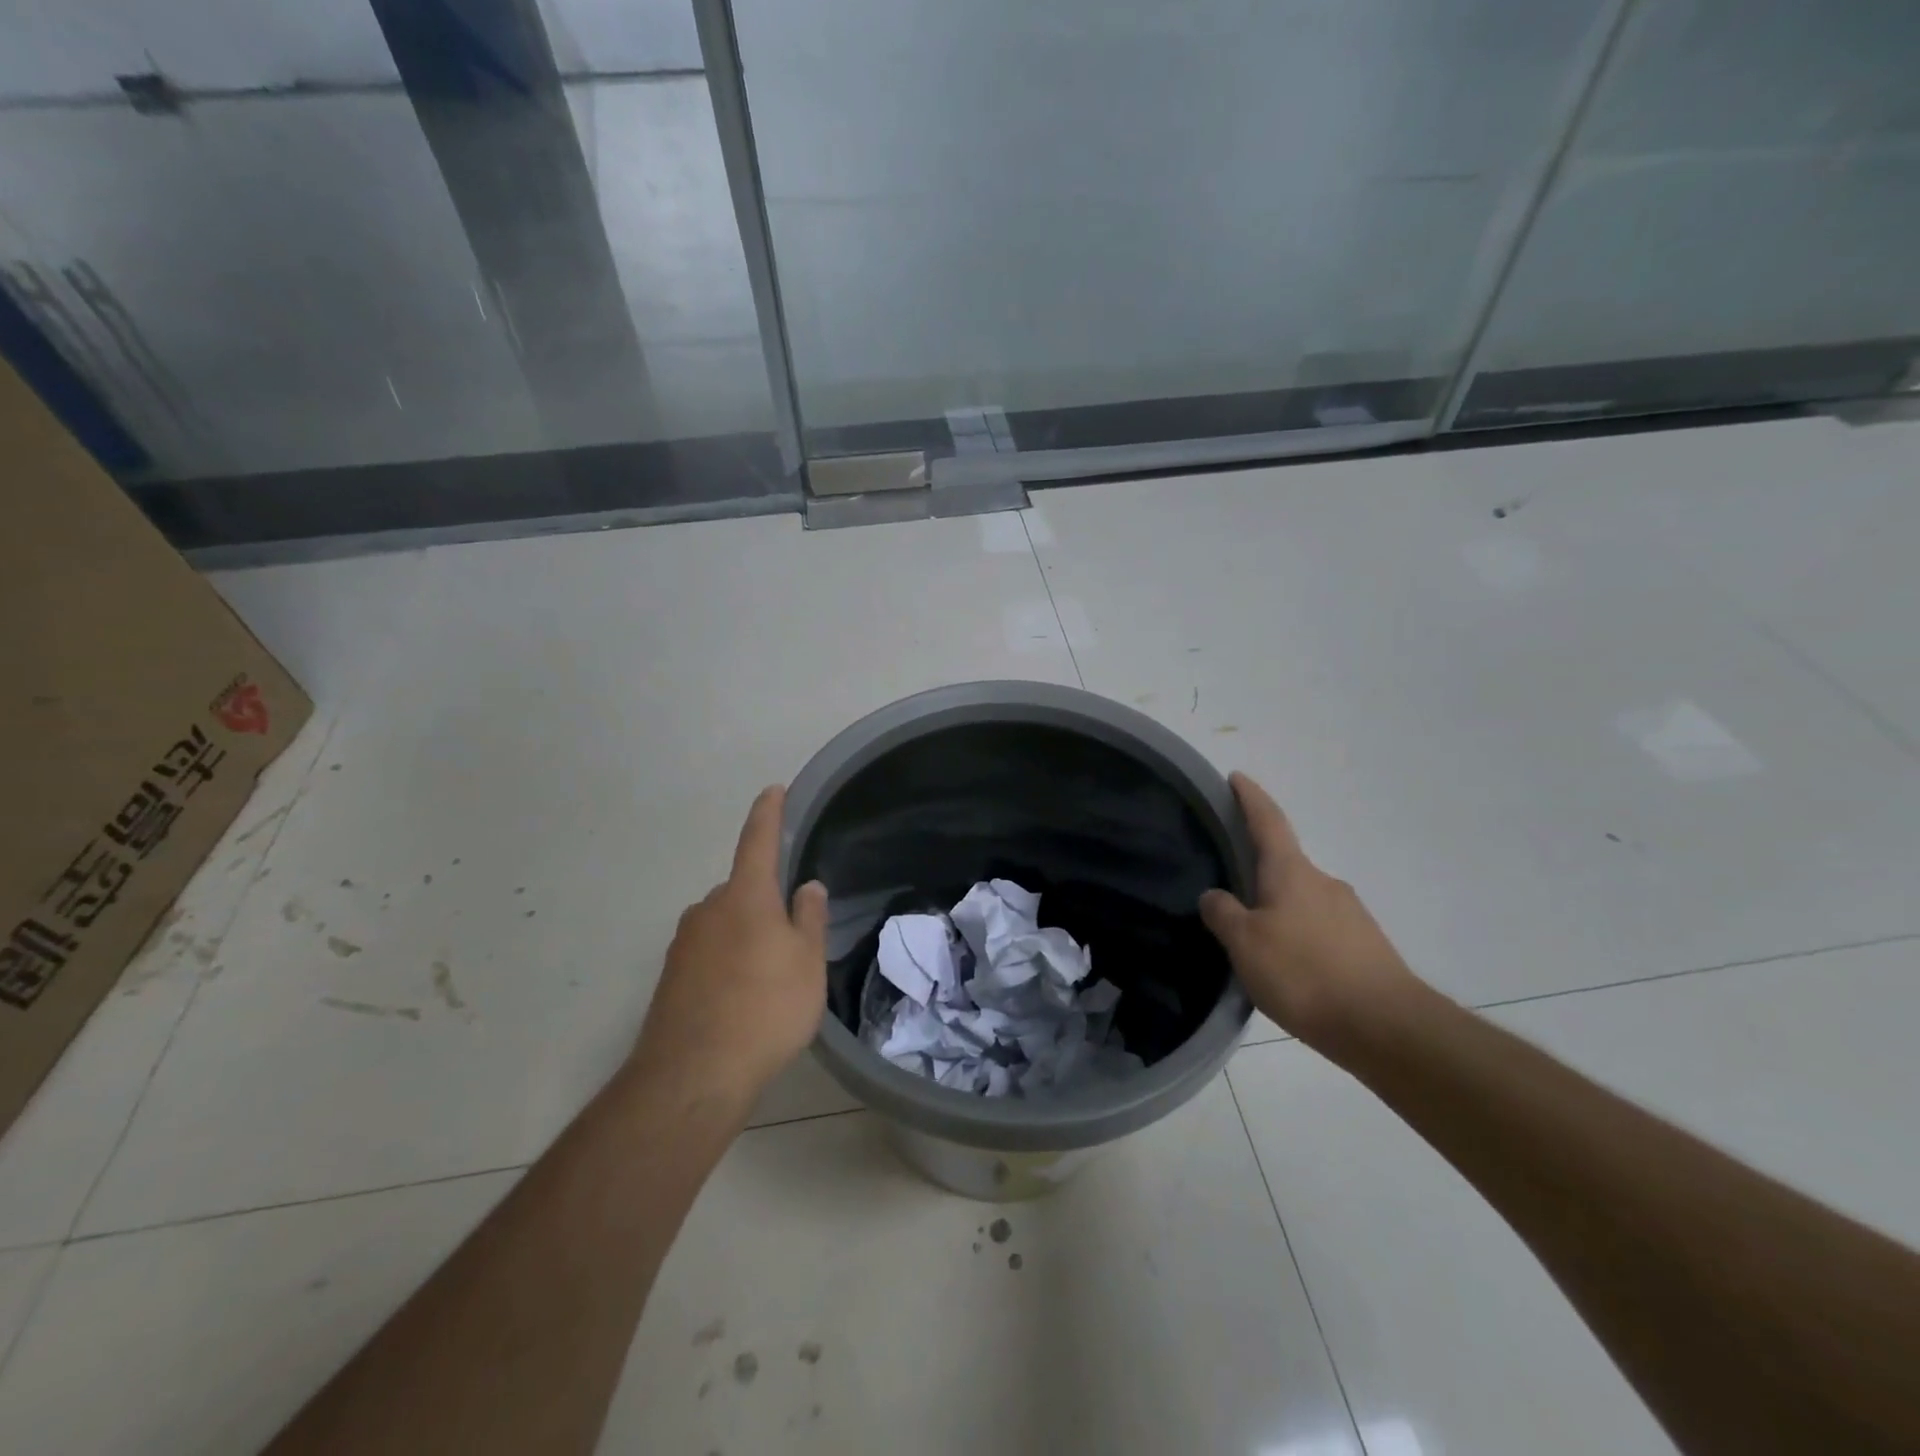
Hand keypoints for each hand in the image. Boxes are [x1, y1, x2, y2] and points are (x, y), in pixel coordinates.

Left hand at [628, 786, 828, 1108]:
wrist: (693, 1075)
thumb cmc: (765, 1008)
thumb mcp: (806, 962)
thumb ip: (809, 918)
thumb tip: (807, 886)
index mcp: (745, 896)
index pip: (758, 841)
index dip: (768, 814)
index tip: (773, 790)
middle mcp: (708, 909)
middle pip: (742, 890)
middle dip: (764, 900)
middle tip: (792, 937)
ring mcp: (684, 943)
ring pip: (724, 924)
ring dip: (745, 935)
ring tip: (769, 977)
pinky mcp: (671, 977)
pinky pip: (708, 953)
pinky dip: (727, 961)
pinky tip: (742, 997)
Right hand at [1200, 772, 1423, 1051]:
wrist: (1387, 1027)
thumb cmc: (1305, 974)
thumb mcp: (1245, 944)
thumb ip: (1223, 914)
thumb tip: (1215, 896)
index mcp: (1291, 872)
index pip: (1267, 821)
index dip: (1250, 797)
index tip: (1237, 777)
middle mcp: (1324, 883)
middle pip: (1284, 865)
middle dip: (1259, 871)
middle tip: (1231, 892)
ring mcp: (1350, 914)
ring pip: (1302, 901)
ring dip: (1279, 910)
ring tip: (1256, 943)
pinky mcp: (1365, 947)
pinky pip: (1320, 930)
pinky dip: (1300, 938)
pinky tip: (1290, 969)